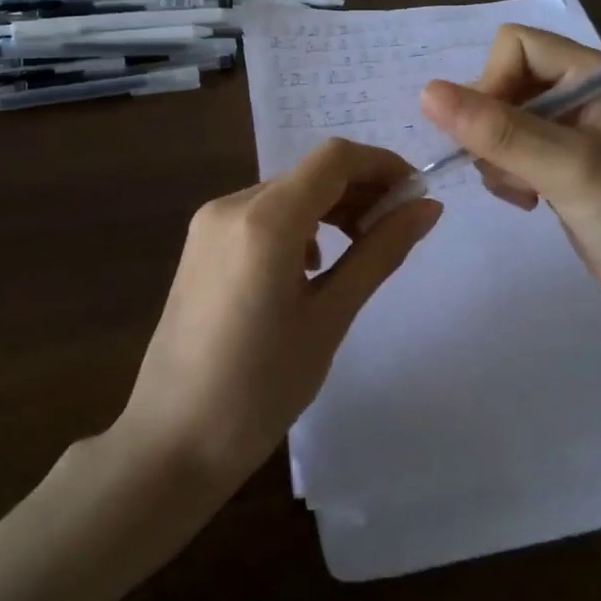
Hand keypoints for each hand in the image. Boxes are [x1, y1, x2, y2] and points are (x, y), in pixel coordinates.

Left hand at [114, 139, 441, 491]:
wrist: (173, 441)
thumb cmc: (261, 387)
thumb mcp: (330, 317)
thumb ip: (379, 252)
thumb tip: (428, 207)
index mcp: (265, 220)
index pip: (334, 159)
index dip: (382, 165)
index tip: (416, 196)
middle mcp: (232, 206)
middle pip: (310, 173)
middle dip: (361, 189)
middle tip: (399, 228)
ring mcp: (209, 224)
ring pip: (286, 193)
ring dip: (331, 207)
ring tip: (362, 248)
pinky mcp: (200, 245)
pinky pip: (261, 215)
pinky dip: (299, 224)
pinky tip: (313, 266)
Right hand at [419, 25, 600, 352]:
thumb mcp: (569, 169)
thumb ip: (500, 131)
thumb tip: (427, 93)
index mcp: (595, 73)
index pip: (516, 45)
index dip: (491, 83)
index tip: (492, 136)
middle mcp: (581, 93)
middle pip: (503, 82)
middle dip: (492, 127)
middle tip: (511, 171)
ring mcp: (570, 131)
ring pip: (499, 120)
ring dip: (498, 158)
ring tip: (525, 192)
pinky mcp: (560, 165)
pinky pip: (509, 151)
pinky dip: (507, 175)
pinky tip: (530, 202)